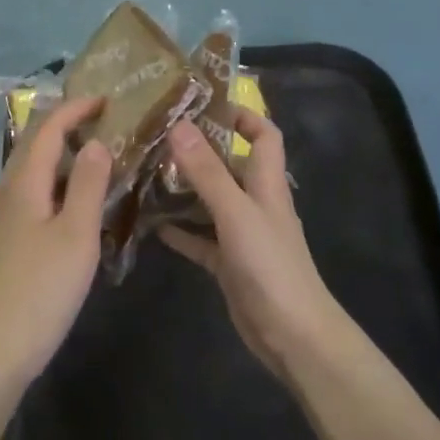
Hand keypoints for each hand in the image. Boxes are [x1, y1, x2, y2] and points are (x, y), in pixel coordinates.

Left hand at [0, 95, 111, 385]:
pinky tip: (64, 204)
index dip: (75, 108)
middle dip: (66, 128)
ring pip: (27, 171)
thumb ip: (88, 183)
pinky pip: (25, 194)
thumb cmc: (41, 288)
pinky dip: (48, 184)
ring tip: (90, 161)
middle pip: (32, 145)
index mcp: (23, 182)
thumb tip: (96, 141)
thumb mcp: (77, 233)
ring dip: (57, 157)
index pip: (47, 128)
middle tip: (104, 126)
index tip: (106, 99)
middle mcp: (3, 191)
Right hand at [160, 110, 344, 380]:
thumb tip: (179, 124)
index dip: (242, 114)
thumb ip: (207, 171)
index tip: (203, 104)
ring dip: (185, 188)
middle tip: (157, 136)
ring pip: (211, 200)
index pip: (264, 134)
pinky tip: (152, 225)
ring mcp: (242, 234)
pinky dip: (180, 230)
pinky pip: (201, 238)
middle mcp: (256, 202)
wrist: (292, 335)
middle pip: (231, 164)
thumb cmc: (269, 265)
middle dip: (199, 149)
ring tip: (147, 172)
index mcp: (266, 183)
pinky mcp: (229, 263)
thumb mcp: (235, 212)